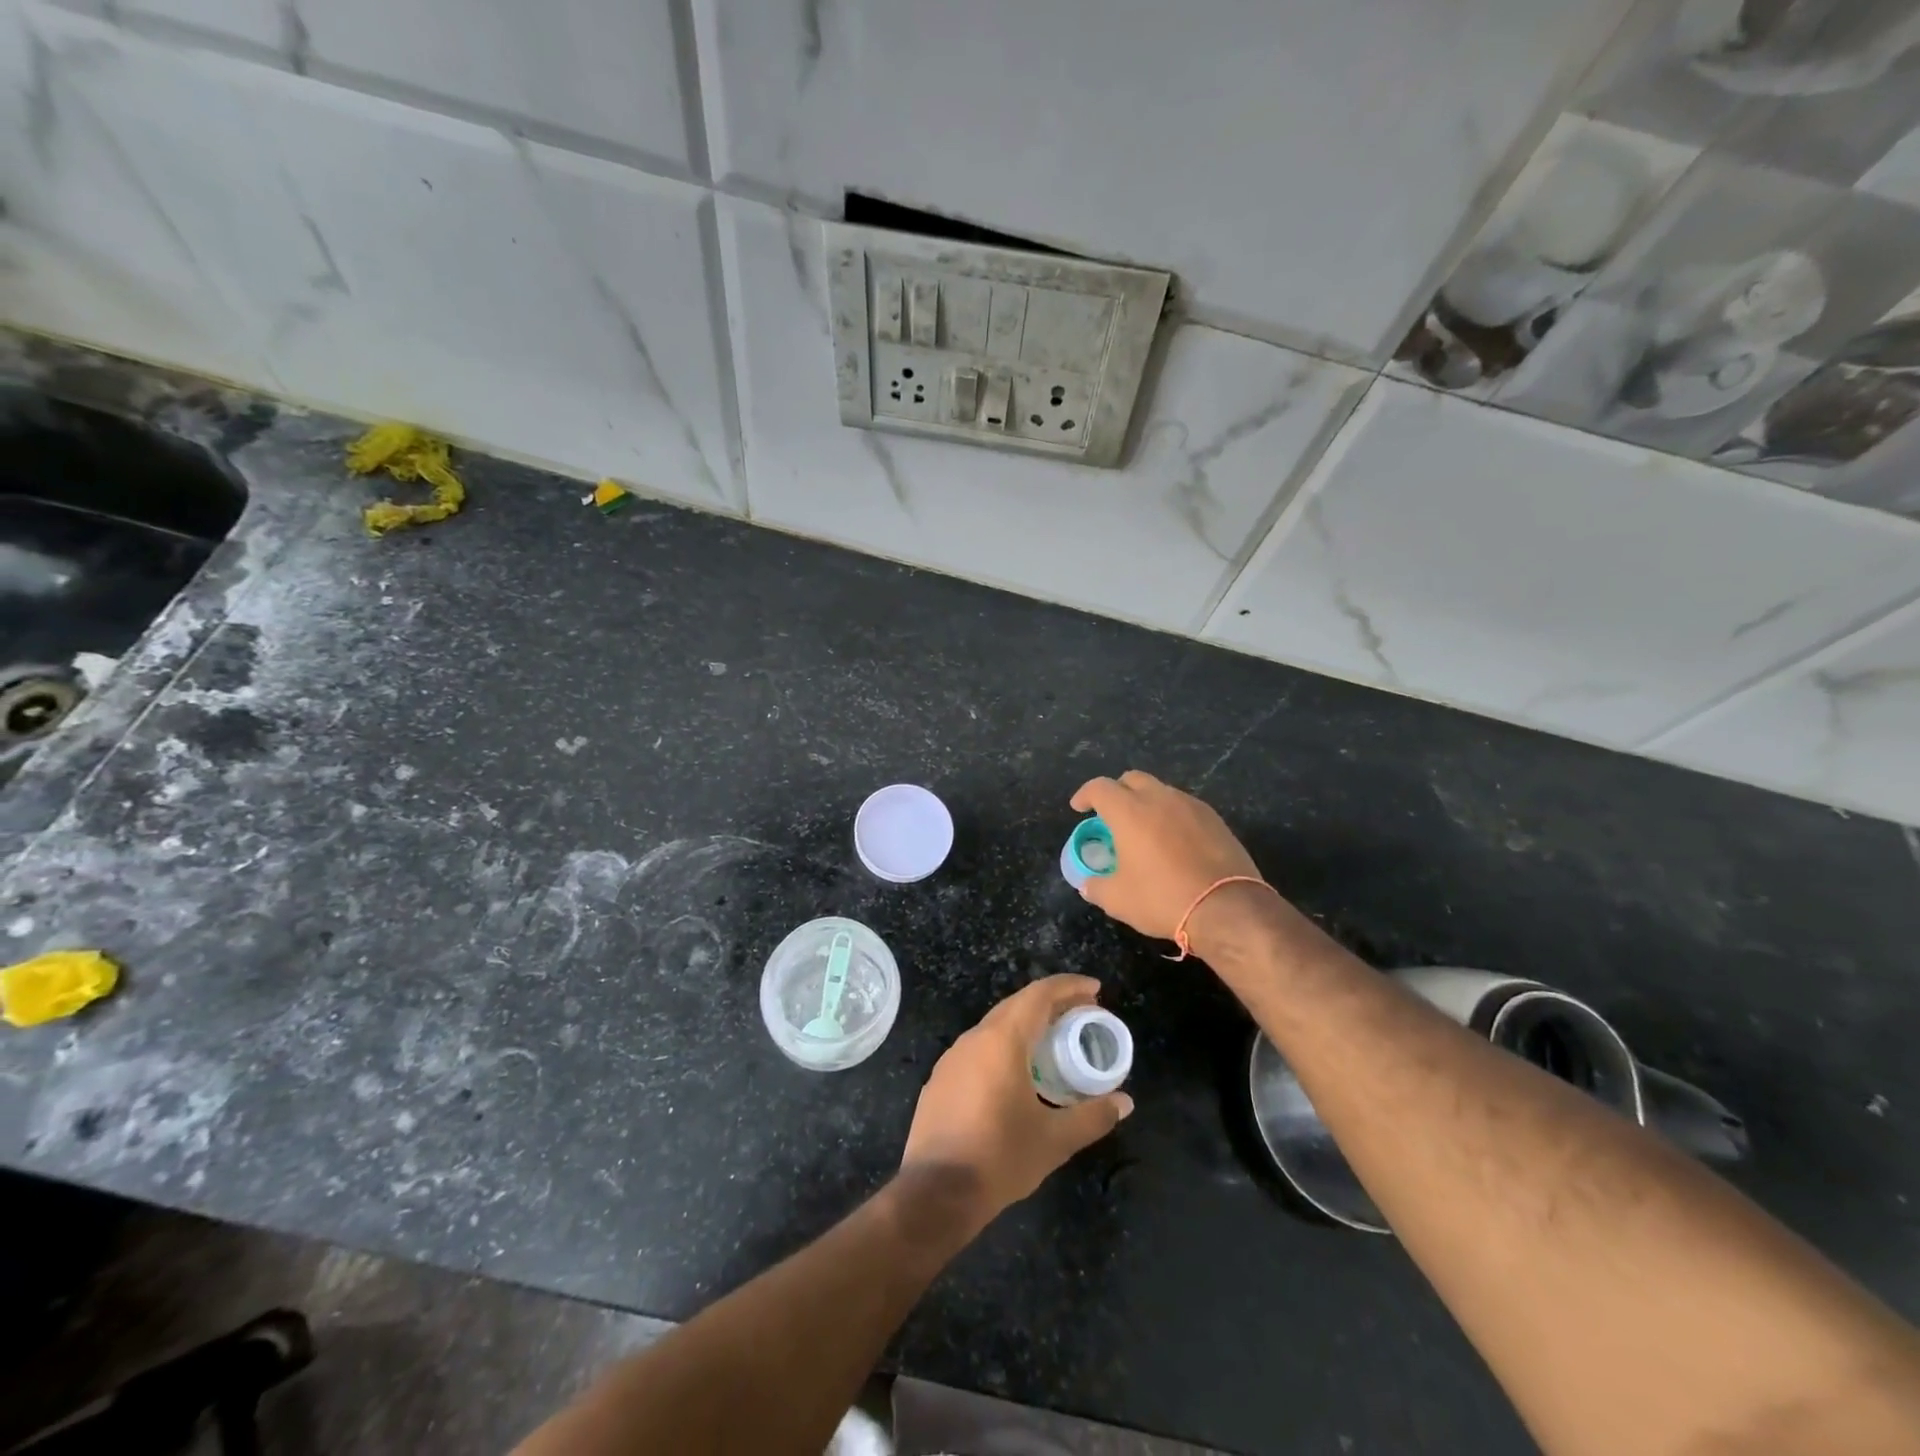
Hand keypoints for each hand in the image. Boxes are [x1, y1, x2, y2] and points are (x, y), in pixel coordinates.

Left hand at [901, 975, 1132, 1228]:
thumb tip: (1124, 1102)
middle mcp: (975, 1038)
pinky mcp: (941, 1078)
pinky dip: (1006, 1045)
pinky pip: (980, 1047)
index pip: (1039, 995)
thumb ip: (1092, 1116)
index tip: (1096, 990)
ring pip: (996, 1025)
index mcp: (1002, 1041)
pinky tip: (1018, 1071)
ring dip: (1027, 1024)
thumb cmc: (1000, 1157)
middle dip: (1052, 1003)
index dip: (1069, 987)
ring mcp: (953, 1057)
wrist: (936, 1191)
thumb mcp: (1054, 1140)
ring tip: (1055, 1040)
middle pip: (1017, 1004)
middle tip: (1083, 1013)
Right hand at [1071, 770, 1261, 941]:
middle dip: (1117, 792)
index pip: (1099, 788)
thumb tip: (1088, 884)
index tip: (1079, 808)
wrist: (1227, 907)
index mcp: (1129, 811)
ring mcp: (1191, 806)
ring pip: (1161, 791)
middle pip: (1132, 779)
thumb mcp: (1117, 900)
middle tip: (1111, 815)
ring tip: (1144, 830)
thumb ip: (1096, 887)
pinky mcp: (1215, 819)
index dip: (1085, 795)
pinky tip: (1174, 841)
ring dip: (1146, 803)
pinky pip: (1185, 807)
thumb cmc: (1162, 898)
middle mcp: (1159, 798)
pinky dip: (1171, 816)